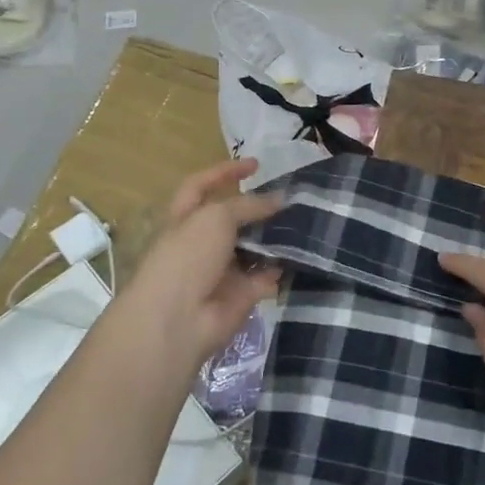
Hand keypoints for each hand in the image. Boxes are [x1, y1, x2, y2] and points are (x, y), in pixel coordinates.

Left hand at [124, 158, 283, 372]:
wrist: (179, 319)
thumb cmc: (188, 257)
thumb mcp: (216, 217)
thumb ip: (248, 205)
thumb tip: (279, 199)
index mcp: (186, 218)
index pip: (203, 185)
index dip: (226, 172)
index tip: (256, 165)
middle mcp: (203, 242)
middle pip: (234, 218)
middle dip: (260, 208)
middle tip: (292, 199)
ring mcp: (222, 269)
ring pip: (253, 247)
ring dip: (276, 237)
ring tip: (306, 222)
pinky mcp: (242, 294)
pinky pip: (267, 276)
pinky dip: (282, 268)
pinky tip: (303, 255)